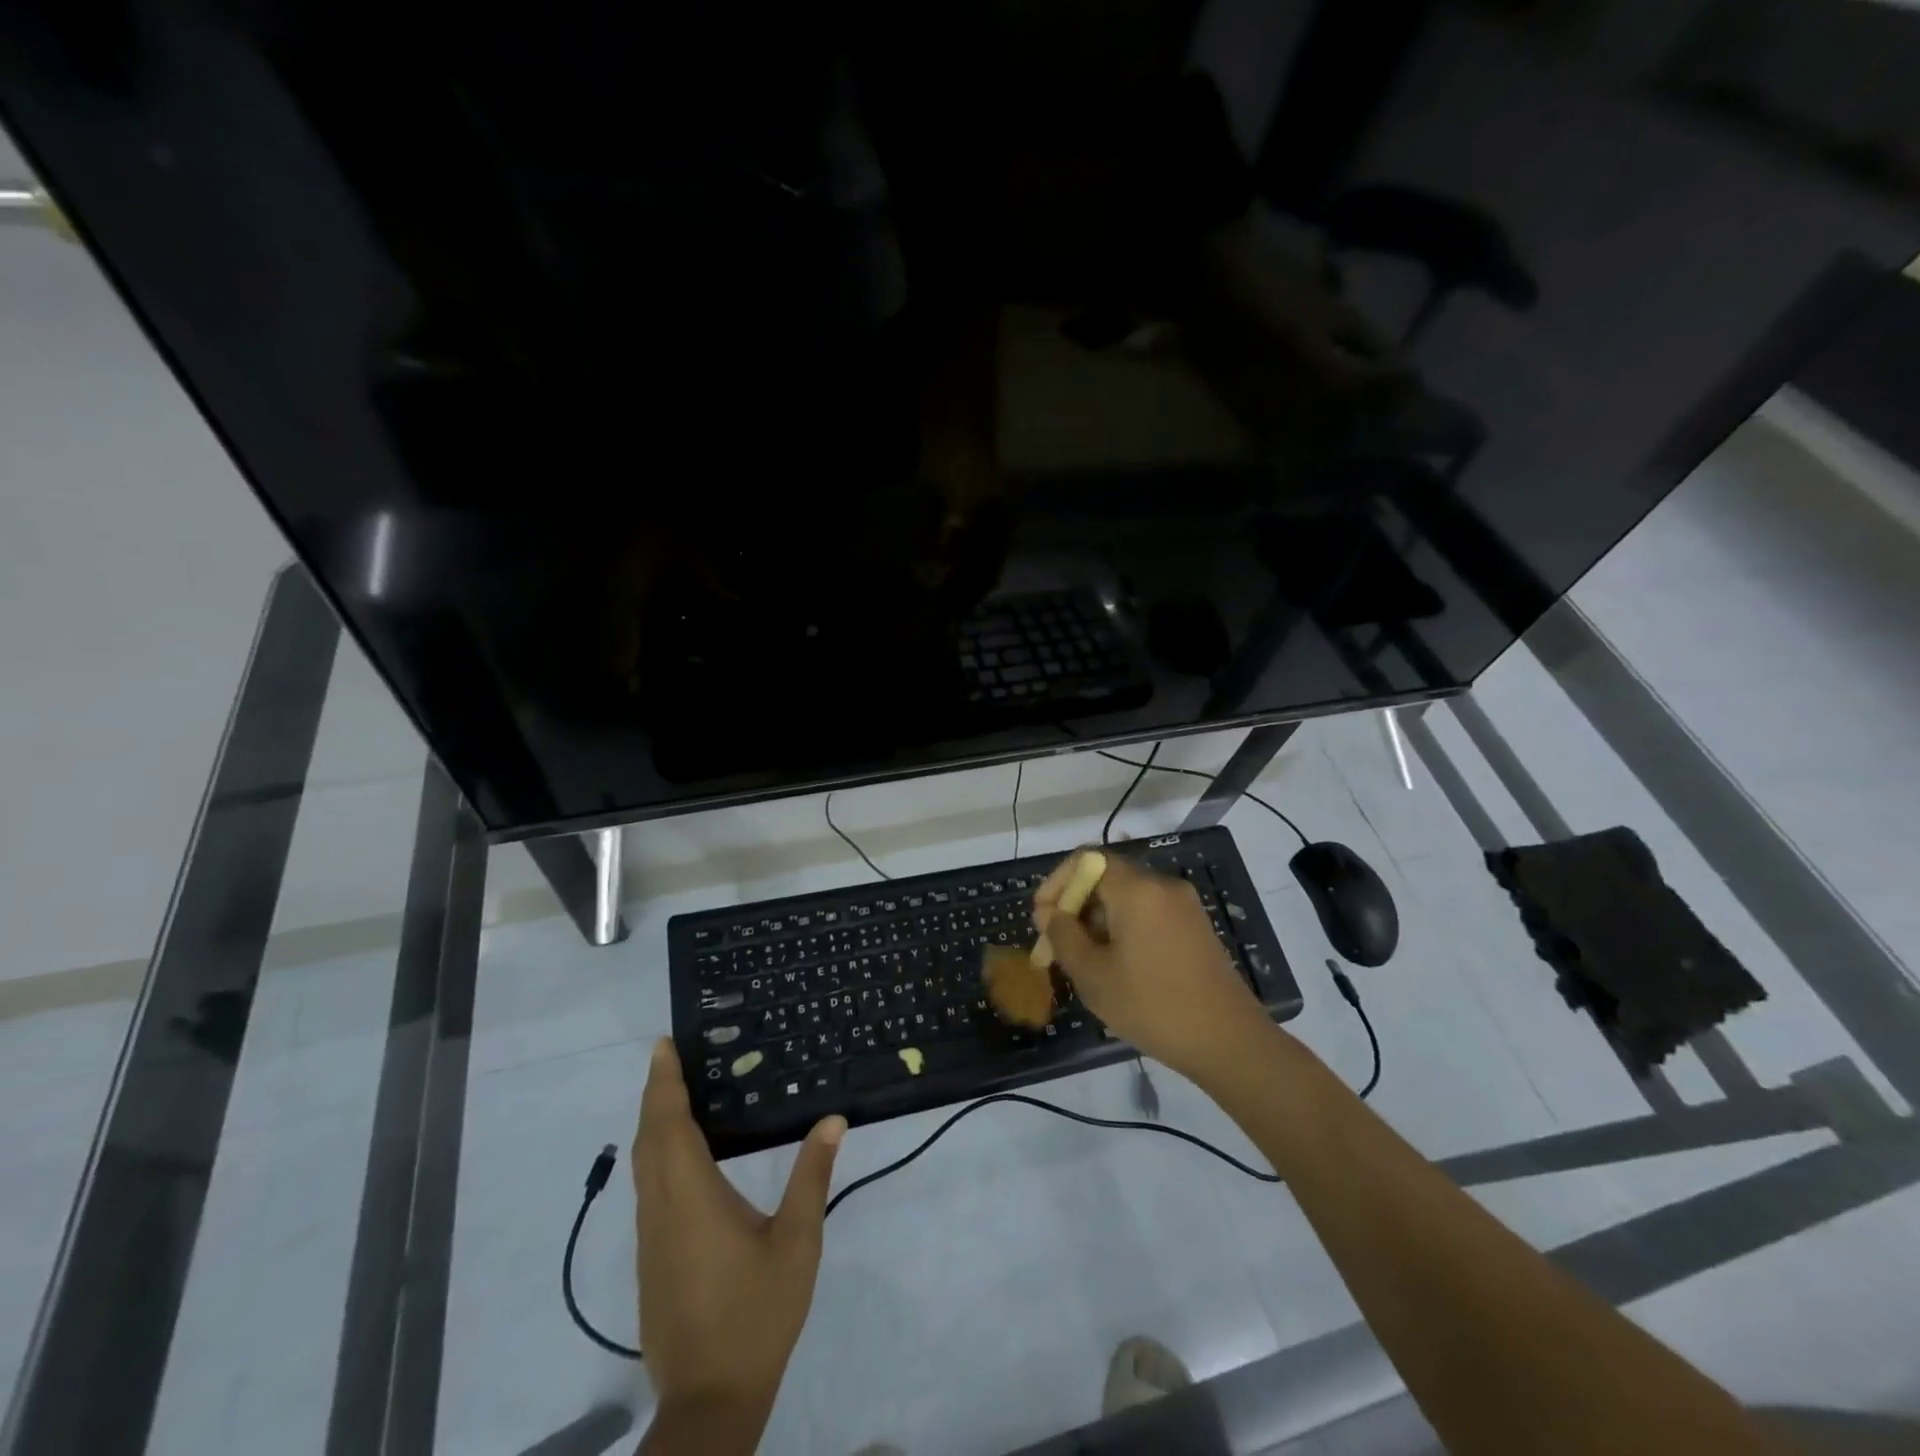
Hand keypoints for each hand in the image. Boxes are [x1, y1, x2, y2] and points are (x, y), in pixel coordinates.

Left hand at [633, 1040, 844, 1445]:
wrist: (709, 1402)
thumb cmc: (756, 1314)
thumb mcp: (797, 1242)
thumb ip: (812, 1177)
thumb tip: (832, 1119)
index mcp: (691, 1198)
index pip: (669, 1126)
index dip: (664, 1083)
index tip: (665, 1046)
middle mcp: (661, 1211)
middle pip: (648, 1139)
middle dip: (656, 1093)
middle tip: (672, 1056)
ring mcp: (651, 1238)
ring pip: (643, 1166)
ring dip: (654, 1123)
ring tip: (677, 1092)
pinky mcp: (651, 1259)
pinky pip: (648, 1188)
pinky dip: (657, 1153)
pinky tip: (682, 1155)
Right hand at [1033, 852, 1269, 1079]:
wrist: (1228, 1041)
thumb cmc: (1152, 1005)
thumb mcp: (1093, 975)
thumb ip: (1062, 935)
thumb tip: (1047, 912)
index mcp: (1137, 889)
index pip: (1086, 860)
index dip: (1057, 882)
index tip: (1043, 918)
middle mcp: (1162, 886)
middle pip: (1106, 877)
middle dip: (1076, 906)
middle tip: (1058, 946)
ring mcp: (1183, 906)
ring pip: (1127, 897)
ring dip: (1098, 920)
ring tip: (1086, 962)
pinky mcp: (1195, 926)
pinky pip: (1148, 913)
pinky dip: (1124, 928)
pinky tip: (1118, 966)